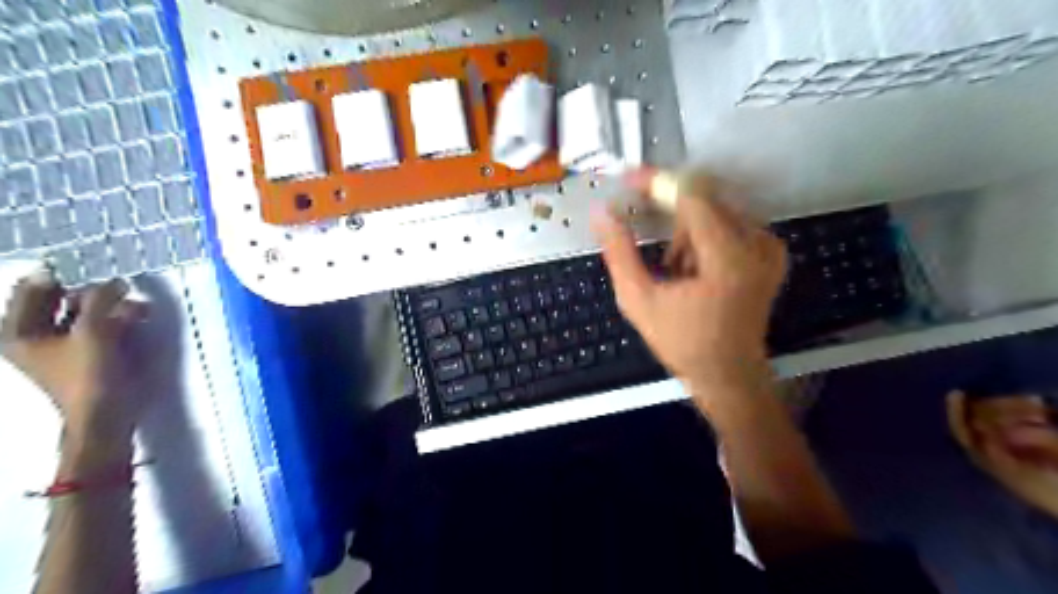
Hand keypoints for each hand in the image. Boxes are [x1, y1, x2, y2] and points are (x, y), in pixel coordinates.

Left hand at [0, 272, 145, 441]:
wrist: (105, 415)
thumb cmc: (89, 375)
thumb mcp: (94, 331)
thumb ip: (100, 301)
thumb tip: (114, 280)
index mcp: (19, 331)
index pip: (34, 288)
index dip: (63, 275)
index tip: (96, 267)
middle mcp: (33, 336)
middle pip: (60, 300)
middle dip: (93, 293)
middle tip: (121, 289)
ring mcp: (60, 347)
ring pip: (84, 313)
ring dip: (111, 306)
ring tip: (137, 307)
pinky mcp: (85, 354)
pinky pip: (98, 327)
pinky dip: (116, 320)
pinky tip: (137, 318)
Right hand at [595, 170, 784, 414]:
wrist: (728, 373)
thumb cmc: (682, 342)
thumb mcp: (639, 300)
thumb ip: (619, 252)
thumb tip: (602, 213)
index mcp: (727, 257)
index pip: (691, 196)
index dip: (656, 182)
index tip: (627, 178)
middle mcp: (757, 243)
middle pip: (704, 200)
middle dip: (671, 219)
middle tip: (657, 253)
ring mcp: (768, 246)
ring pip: (715, 210)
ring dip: (687, 231)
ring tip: (677, 272)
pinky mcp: (771, 251)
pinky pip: (730, 222)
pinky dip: (705, 237)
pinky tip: (696, 270)